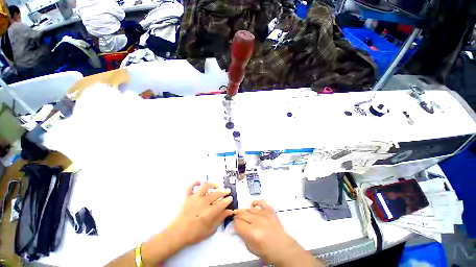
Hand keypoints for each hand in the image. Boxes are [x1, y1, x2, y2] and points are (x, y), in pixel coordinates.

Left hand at [168, 181, 233, 246]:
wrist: (178, 234)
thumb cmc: (195, 234)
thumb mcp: (210, 230)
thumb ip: (220, 219)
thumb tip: (229, 211)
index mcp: (209, 213)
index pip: (222, 203)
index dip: (228, 200)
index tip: (231, 198)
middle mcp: (202, 203)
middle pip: (216, 194)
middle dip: (224, 192)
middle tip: (227, 191)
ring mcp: (194, 198)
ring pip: (205, 186)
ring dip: (212, 184)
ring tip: (216, 185)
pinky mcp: (187, 197)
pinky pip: (191, 186)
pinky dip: (195, 182)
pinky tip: (200, 182)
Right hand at [234, 200, 320, 266]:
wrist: (283, 248)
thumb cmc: (267, 252)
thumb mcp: (251, 248)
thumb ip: (242, 236)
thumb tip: (236, 227)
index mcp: (252, 233)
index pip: (237, 223)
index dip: (234, 223)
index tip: (235, 224)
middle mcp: (257, 221)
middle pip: (242, 213)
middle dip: (238, 216)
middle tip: (238, 218)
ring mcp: (265, 214)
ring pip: (250, 208)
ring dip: (245, 211)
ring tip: (245, 214)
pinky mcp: (270, 211)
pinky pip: (261, 202)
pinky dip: (256, 202)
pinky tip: (253, 205)